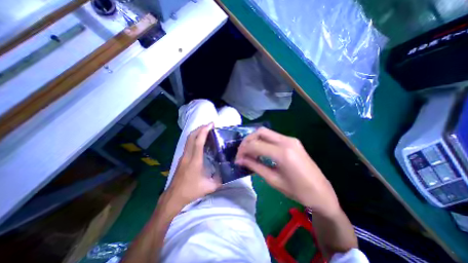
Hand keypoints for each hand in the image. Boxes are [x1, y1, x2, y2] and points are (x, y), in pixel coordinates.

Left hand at [163, 122, 220, 210]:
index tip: (211, 124)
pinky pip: (187, 144)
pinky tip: (200, 140)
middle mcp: (187, 156)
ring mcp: (183, 157)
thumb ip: (220, 180)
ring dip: (196, 132)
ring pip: (188, 139)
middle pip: (191, 137)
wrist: (173, 197)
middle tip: (209, 125)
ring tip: (206, 129)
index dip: (204, 131)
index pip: (198, 142)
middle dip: (200, 128)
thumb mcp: (209, 187)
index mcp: (195, 161)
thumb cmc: (190, 191)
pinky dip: (194, 138)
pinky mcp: (181, 158)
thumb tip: (227, 173)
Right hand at [238, 126, 340, 215]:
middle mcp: (287, 141)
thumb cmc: (298, 191)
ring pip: (266, 132)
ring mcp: (291, 139)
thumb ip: (255, 166)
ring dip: (255, 140)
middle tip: (242, 152)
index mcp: (283, 153)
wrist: (322, 192)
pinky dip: (263, 141)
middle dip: (247, 140)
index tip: (237, 159)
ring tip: (249, 152)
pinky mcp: (292, 141)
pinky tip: (260, 151)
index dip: (243, 150)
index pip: (255, 144)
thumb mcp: (273, 180)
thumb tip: (240, 160)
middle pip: (260, 132)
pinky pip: (273, 137)